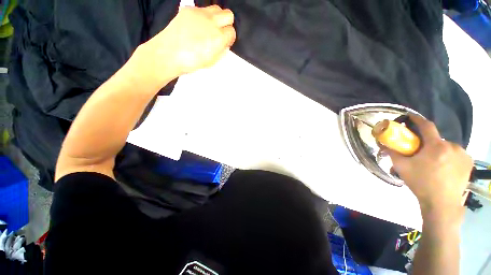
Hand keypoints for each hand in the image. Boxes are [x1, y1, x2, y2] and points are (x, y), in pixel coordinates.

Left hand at [137, 5, 235, 84]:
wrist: (169, 53)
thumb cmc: (191, 62)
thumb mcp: (211, 61)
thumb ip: (221, 51)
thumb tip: (224, 44)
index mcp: (218, 38)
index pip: (232, 32)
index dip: (229, 38)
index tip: (225, 42)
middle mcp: (212, 22)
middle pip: (228, 15)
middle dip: (227, 24)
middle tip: (220, 32)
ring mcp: (200, 13)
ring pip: (217, 8)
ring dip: (217, 17)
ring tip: (210, 27)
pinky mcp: (189, 9)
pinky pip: (202, 9)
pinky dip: (203, 16)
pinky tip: (197, 25)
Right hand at [386, 115, 472, 223]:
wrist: (442, 203)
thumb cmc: (421, 183)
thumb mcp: (402, 168)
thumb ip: (393, 153)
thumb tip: (384, 144)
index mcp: (436, 146)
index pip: (427, 126)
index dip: (418, 119)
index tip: (410, 117)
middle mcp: (452, 146)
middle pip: (437, 139)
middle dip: (428, 144)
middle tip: (420, 154)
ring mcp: (463, 154)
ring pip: (447, 147)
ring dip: (439, 151)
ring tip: (433, 163)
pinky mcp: (469, 162)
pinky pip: (456, 154)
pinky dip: (449, 157)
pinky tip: (445, 168)